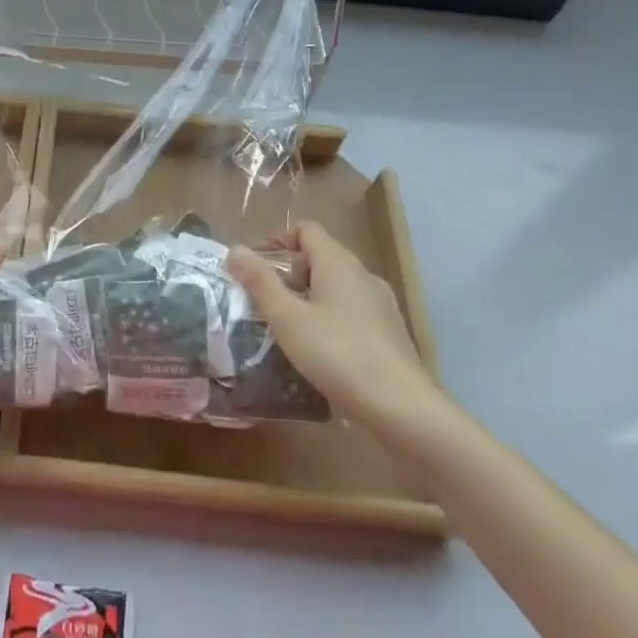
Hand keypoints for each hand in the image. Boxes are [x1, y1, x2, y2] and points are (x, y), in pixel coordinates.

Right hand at [228, 222, 441, 431]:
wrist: (402, 408)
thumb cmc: (338, 355)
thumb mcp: (287, 319)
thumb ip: (260, 282)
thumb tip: (235, 249)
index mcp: (338, 262)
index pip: (306, 229)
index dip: (277, 240)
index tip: (254, 265)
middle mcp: (363, 274)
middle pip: (319, 256)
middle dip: (288, 272)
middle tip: (262, 299)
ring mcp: (381, 303)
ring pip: (335, 285)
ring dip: (307, 296)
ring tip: (284, 325)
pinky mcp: (389, 331)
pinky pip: (351, 310)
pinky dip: (328, 316)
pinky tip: (317, 349)